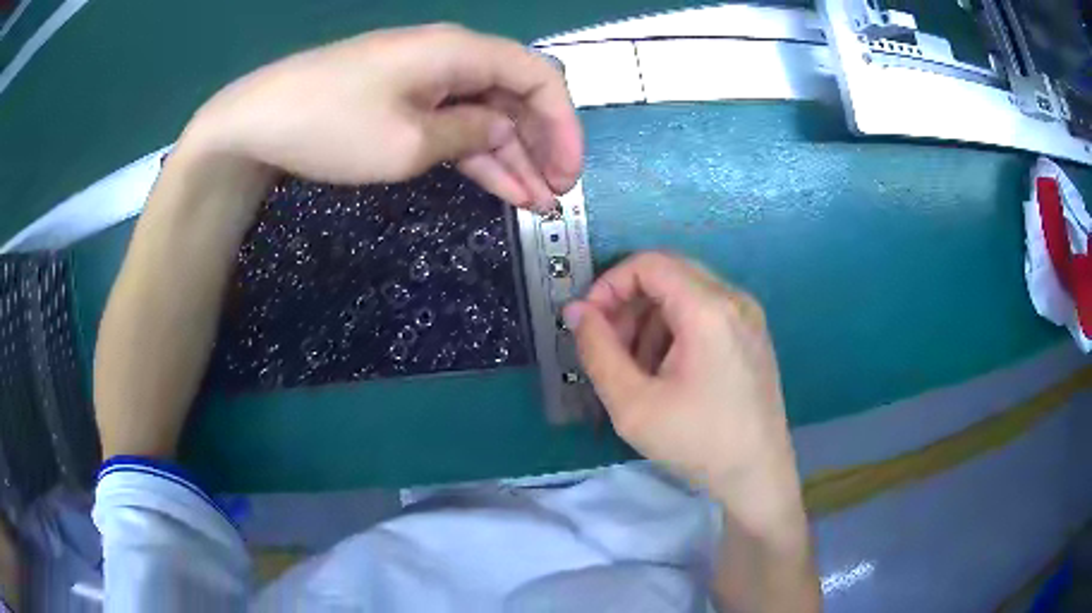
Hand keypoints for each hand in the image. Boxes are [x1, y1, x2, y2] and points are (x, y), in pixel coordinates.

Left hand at [183, 23, 581, 208]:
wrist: (257, 123)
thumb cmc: (331, 126)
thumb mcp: (408, 143)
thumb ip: (469, 136)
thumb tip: (501, 133)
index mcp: (460, 52)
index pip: (538, 77)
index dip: (563, 125)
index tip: (569, 173)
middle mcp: (451, 57)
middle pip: (515, 96)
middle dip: (541, 146)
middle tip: (556, 196)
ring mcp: (425, 79)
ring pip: (486, 115)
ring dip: (512, 158)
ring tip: (536, 203)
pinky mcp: (403, 100)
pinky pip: (454, 124)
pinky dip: (477, 156)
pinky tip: (500, 188)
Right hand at [564, 253, 801, 526]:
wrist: (757, 475)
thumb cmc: (696, 442)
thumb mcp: (633, 404)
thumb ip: (597, 350)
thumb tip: (576, 311)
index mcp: (709, 309)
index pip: (649, 263)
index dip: (610, 284)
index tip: (589, 322)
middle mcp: (734, 299)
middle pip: (668, 273)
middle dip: (628, 302)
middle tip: (608, 346)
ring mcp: (749, 316)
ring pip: (685, 292)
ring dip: (650, 318)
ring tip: (636, 367)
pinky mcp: (753, 334)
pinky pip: (705, 311)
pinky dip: (675, 328)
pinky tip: (667, 371)